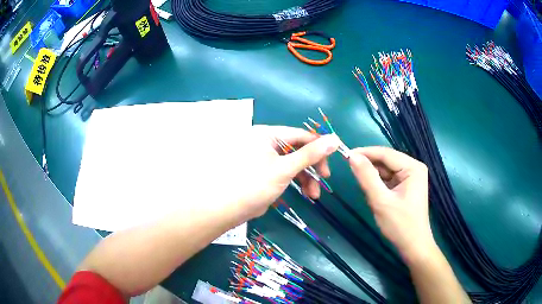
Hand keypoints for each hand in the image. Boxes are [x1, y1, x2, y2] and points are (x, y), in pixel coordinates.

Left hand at [222, 125, 339, 219]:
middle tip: (324, 181)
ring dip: (306, 177)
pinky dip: (295, 181)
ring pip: (293, 163)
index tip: (332, 162)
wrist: (225, 209)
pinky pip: (285, 172)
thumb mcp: (285, 169)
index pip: (301, 135)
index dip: (319, 147)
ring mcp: (264, 157)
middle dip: (312, 167)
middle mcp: (265, 142)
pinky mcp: (264, 171)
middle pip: (298, 149)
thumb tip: (335, 138)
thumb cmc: (254, 185)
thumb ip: (310, 154)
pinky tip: (303, 193)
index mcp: (267, 134)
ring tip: (313, 195)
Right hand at [348, 146, 433, 260]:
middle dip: (369, 166)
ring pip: (386, 170)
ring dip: (373, 176)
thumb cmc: (400, 225)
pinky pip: (388, 179)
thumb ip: (366, 177)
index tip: (344, 155)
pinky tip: (372, 192)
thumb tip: (352, 156)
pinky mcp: (406, 186)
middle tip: (349, 171)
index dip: (365, 153)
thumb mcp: (381, 201)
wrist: (413, 246)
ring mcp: (410, 177)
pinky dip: (378, 184)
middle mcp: (413, 168)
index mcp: (413, 167)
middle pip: (386, 160)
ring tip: (361, 185)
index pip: (385, 153)